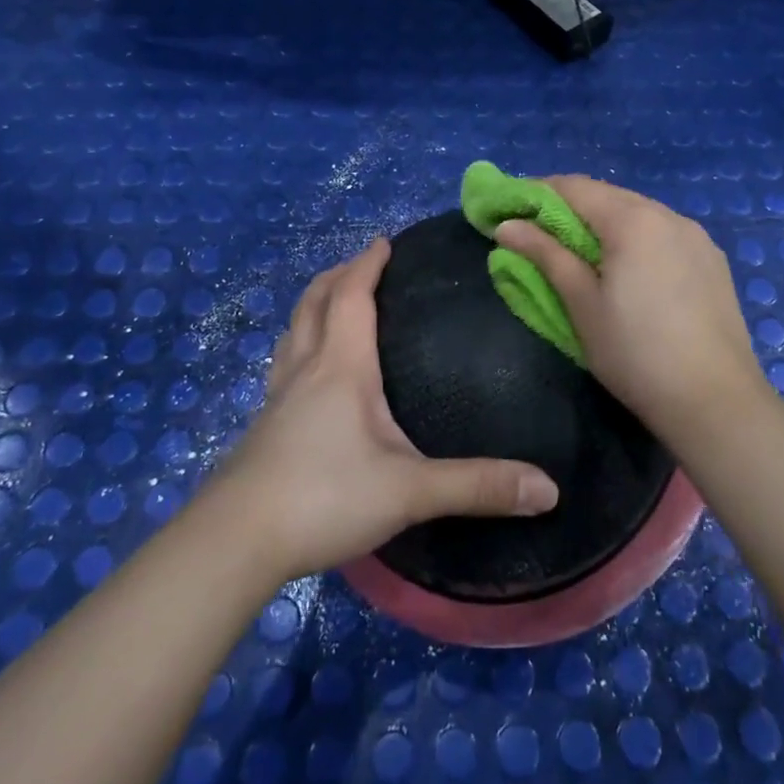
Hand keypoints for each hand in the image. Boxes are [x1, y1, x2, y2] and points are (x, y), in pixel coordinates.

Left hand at [210, 237, 559, 581]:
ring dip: (312, 307)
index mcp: (342, 367)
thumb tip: (548, 489)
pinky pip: (283, 367)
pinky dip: (298, 347)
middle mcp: (306, 370)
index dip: (367, 264)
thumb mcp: (410, 491)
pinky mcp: (262, 428)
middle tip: (360, 264)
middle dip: (337, 276)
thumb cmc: (324, 497)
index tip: (383, 241)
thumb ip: (477, 486)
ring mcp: (277, 398)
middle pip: (314, 304)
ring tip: (330, 304)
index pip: (351, 296)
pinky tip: (306, 375)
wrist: (235, 542)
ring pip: (292, 333)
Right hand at [494, 176, 771, 449]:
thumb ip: (545, 255)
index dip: (536, 193)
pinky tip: (628, 268)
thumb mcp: (582, 304)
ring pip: (638, 213)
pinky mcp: (713, 260)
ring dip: (604, 222)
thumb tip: (507, 225)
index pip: (574, 187)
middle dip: (569, 207)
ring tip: (579, 251)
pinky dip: (635, 238)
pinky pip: (663, 233)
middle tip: (537, 233)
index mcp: (633, 220)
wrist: (717, 402)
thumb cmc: (636, 353)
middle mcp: (668, 215)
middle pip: (608, 196)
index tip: (509, 209)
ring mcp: (697, 236)